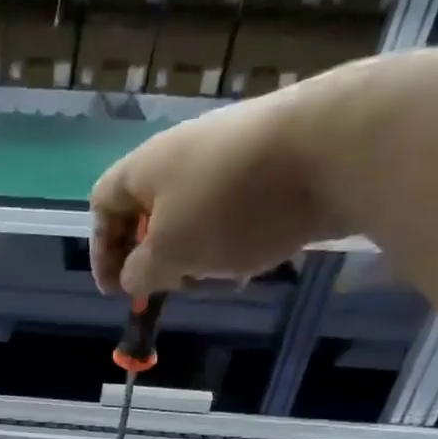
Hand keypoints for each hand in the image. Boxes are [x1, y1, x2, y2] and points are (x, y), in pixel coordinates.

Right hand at [89, 74, 351, 296]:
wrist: (334, 147)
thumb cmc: (230, 204)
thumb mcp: (170, 253)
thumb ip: (141, 273)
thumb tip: (135, 277)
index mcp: (145, 167)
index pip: (102, 205)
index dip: (102, 251)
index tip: (116, 291)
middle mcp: (183, 153)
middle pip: (152, 213)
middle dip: (158, 257)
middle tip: (172, 287)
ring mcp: (232, 154)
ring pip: (197, 216)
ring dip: (200, 253)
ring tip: (223, 276)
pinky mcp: (274, 162)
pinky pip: (237, 210)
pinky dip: (237, 239)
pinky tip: (258, 257)